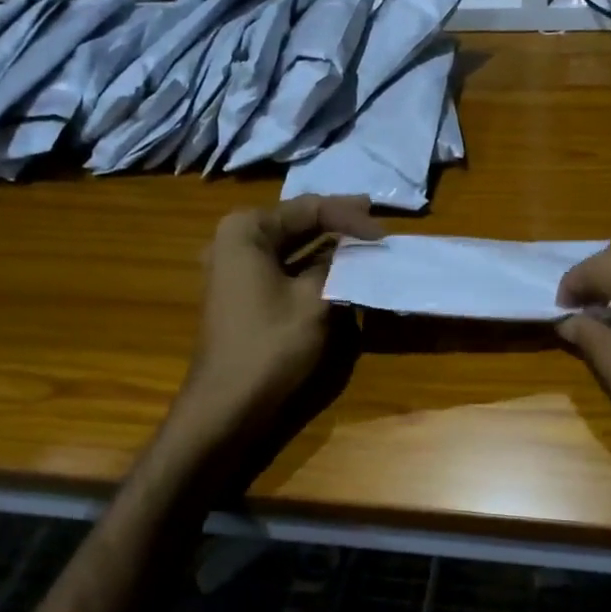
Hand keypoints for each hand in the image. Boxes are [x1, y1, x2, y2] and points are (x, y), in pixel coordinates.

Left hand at [177, 195, 383, 435]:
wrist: (227, 404)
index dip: (350, 216)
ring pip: (292, 247)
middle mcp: (234, 241)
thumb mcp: (315, 299)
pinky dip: (312, 268)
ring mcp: (235, 269)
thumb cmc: (270, 344)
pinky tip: (339, 271)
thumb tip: (358, 252)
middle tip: (376, 224)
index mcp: (246, 230)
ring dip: (327, 248)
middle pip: (297, 223)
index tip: (383, 232)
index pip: (309, 208)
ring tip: (363, 245)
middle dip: (338, 225)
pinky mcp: (243, 294)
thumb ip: (339, 265)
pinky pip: (284, 269)